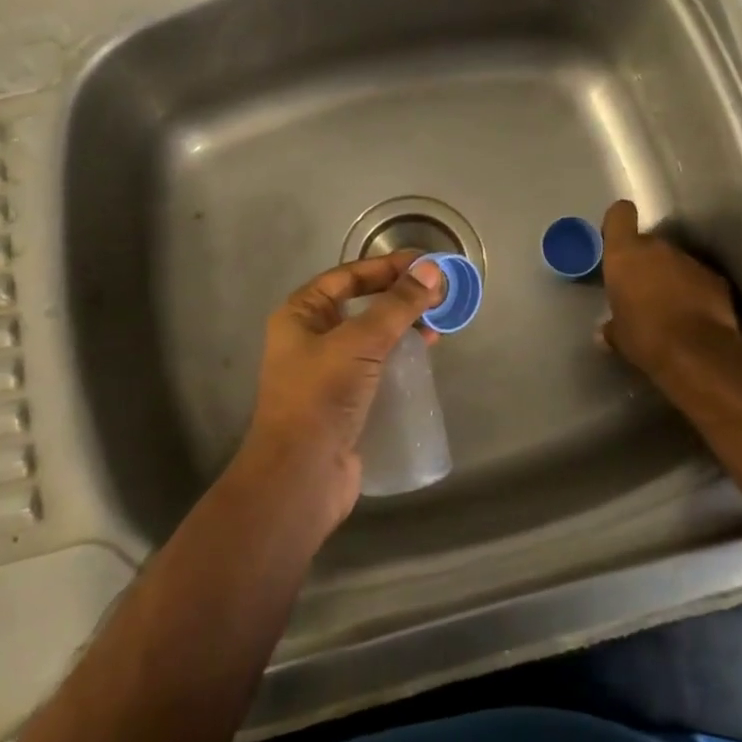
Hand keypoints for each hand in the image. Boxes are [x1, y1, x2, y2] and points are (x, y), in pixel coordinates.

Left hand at [240, 252, 443, 528]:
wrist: (300, 476)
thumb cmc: (321, 397)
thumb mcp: (360, 342)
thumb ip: (397, 305)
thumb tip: (432, 269)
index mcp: (301, 314)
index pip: (348, 276)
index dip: (387, 267)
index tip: (426, 264)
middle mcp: (310, 337)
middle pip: (361, 304)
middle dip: (400, 296)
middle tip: (440, 294)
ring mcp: (326, 371)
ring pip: (371, 336)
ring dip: (403, 326)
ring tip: (439, 323)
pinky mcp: (344, 401)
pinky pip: (376, 366)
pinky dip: (400, 357)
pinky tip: (424, 357)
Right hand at [600, 199, 741, 382]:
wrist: (697, 353)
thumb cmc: (644, 337)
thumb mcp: (618, 334)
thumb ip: (611, 325)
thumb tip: (606, 331)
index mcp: (625, 254)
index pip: (620, 214)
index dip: (617, 223)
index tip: (615, 240)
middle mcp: (658, 248)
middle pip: (648, 242)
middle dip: (644, 261)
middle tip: (640, 289)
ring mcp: (690, 261)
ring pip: (674, 260)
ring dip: (670, 277)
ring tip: (668, 307)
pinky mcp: (716, 278)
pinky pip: (697, 278)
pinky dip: (694, 291)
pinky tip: (692, 316)